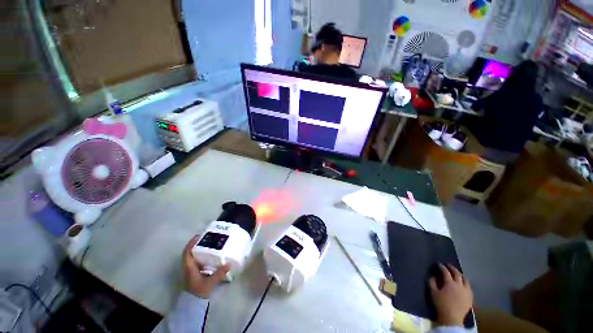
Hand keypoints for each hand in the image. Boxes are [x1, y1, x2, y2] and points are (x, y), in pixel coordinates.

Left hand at [182, 235, 230, 298]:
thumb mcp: (210, 282)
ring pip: (192, 256)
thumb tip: (229, 263)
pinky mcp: (194, 273)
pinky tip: (209, 255)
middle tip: (206, 237)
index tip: (198, 236)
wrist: (193, 304)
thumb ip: (219, 273)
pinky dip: (201, 255)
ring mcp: (190, 270)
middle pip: (189, 252)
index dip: (191, 243)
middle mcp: (188, 267)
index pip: (187, 252)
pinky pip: (196, 260)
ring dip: (198, 249)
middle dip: (196, 244)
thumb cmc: (199, 291)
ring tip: (209, 243)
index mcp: (189, 267)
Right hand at [428, 263, 472, 326]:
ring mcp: (466, 291)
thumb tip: (433, 275)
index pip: (445, 271)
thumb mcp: (432, 292)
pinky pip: (469, 287)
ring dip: (460, 275)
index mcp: (450, 283)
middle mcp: (459, 285)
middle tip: (447, 265)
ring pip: (465, 280)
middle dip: (452, 268)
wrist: (452, 318)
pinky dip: (465, 283)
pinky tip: (463, 284)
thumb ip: (431, 282)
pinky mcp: (470, 297)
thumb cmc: (440, 304)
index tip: (438, 264)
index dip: (441, 266)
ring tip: (456, 273)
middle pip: (457, 273)